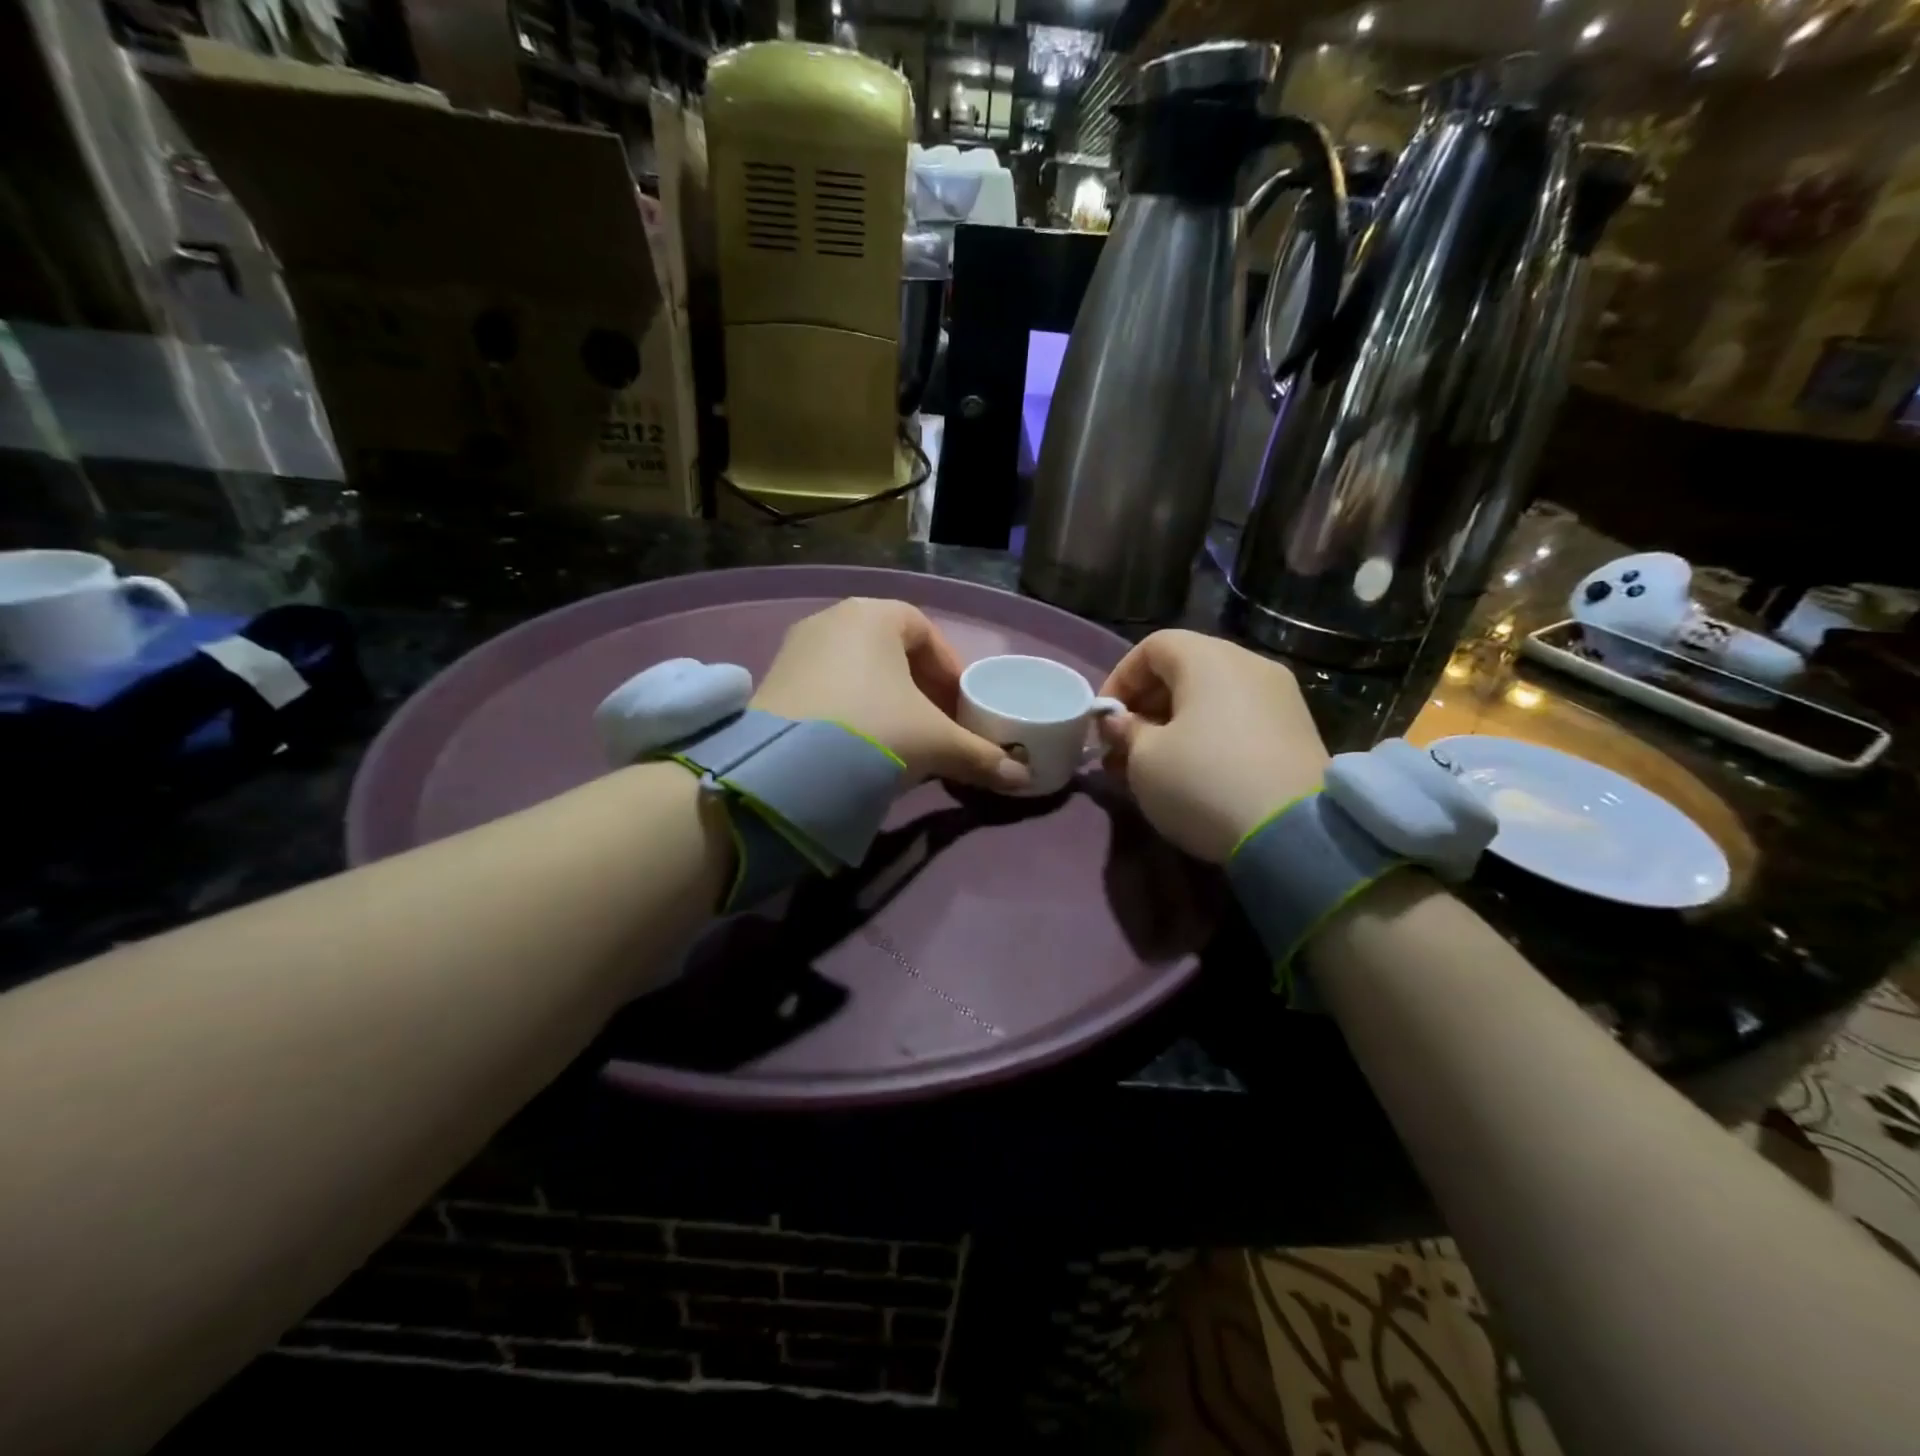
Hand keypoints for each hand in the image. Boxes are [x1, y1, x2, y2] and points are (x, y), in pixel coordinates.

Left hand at [752, 598, 1030, 790]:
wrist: (784, 769)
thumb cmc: (874, 730)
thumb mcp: (935, 743)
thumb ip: (980, 756)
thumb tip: (1024, 780)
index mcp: (874, 614)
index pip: (924, 631)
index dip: (948, 670)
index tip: (958, 707)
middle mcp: (831, 620)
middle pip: (890, 650)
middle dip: (918, 687)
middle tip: (933, 724)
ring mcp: (796, 649)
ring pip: (857, 670)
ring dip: (884, 700)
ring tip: (899, 740)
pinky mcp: (772, 681)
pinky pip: (826, 687)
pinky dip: (850, 709)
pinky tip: (858, 746)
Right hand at [1096, 630, 1327, 862]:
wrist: (1293, 833)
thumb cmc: (1203, 781)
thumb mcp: (1145, 760)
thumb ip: (1126, 732)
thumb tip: (1121, 722)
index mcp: (1208, 659)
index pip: (1152, 647)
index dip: (1120, 678)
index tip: (1105, 719)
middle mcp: (1248, 664)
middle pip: (1184, 669)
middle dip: (1146, 705)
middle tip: (1124, 746)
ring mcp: (1279, 696)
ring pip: (1212, 697)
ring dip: (1175, 723)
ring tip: (1153, 764)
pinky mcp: (1298, 729)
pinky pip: (1238, 717)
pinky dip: (1209, 734)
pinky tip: (1194, 772)